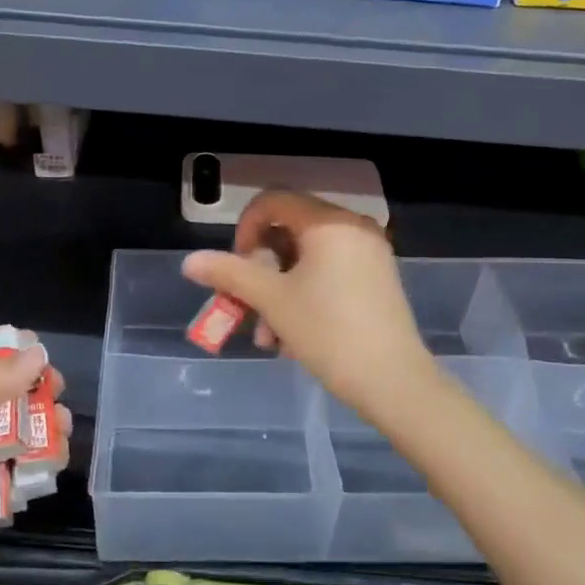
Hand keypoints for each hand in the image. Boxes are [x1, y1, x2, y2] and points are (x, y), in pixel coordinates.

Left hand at [0, 338, 63, 584]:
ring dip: (46, 426)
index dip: (10, 357)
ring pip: (22, 437)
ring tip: (61, 425)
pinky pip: (23, 477)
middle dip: (35, 391)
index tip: (38, 351)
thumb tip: (39, 354)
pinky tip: (53, 458)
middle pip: (8, 401)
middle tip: (56, 389)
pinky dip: (42, 465)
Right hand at [182, 190, 436, 418]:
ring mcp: (369, 254)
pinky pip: (329, 273)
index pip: (273, 201)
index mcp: (329, 222)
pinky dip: (304, 295)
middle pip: (289, 231)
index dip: (245, 229)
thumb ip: (229, 274)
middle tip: (246, 306)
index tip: (236, 267)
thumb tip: (189, 261)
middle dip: (260, 271)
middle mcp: (353, 228)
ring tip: (269, 338)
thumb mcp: (272, 301)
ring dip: (278, 292)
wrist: (394, 382)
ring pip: (307, 259)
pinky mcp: (377, 279)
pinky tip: (293, 338)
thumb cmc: (329, 332)